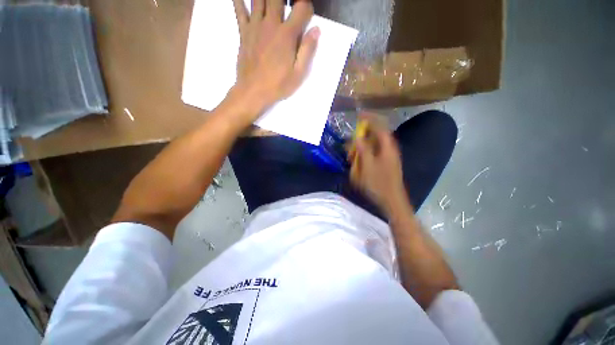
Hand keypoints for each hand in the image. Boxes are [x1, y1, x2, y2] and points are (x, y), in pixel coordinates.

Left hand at [233, 0, 319, 116]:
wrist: (253, 91)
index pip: (301, 8)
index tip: (307, 14)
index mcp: (287, 35)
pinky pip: (239, 9)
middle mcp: (271, 24)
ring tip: (272, 3)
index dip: (307, 7)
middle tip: (288, 5)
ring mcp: (255, 26)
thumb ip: (307, 51)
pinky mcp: (243, 31)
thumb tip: (316, 30)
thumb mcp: (298, 74)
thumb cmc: (278, 85)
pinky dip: (239, 0)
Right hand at [348, 115, 409, 215]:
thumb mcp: (367, 166)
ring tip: (352, 155)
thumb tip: (357, 136)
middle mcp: (389, 149)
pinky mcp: (386, 163)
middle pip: (376, 136)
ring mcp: (388, 157)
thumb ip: (362, 150)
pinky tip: (359, 162)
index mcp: (387, 147)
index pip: (379, 126)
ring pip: (374, 145)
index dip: (370, 119)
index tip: (359, 114)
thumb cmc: (379, 184)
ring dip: (363, 147)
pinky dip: (365, 154)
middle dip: (362, 136)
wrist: (391, 200)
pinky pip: (374, 154)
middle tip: (351, 143)